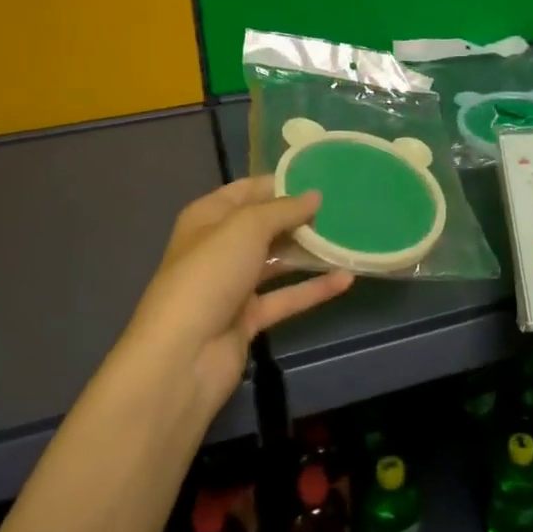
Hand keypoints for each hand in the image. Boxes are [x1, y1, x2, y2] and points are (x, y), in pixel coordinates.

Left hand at [126, 178, 353, 409]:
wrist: (183, 356)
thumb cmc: (210, 274)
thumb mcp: (247, 227)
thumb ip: (284, 209)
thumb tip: (315, 195)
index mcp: (208, 217)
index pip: (247, 190)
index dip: (281, 182)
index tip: (321, 175)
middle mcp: (219, 247)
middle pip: (265, 225)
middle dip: (300, 217)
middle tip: (344, 206)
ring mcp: (233, 285)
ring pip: (278, 261)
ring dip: (310, 251)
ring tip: (349, 237)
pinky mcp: (248, 318)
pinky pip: (287, 297)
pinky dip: (314, 288)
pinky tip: (347, 278)